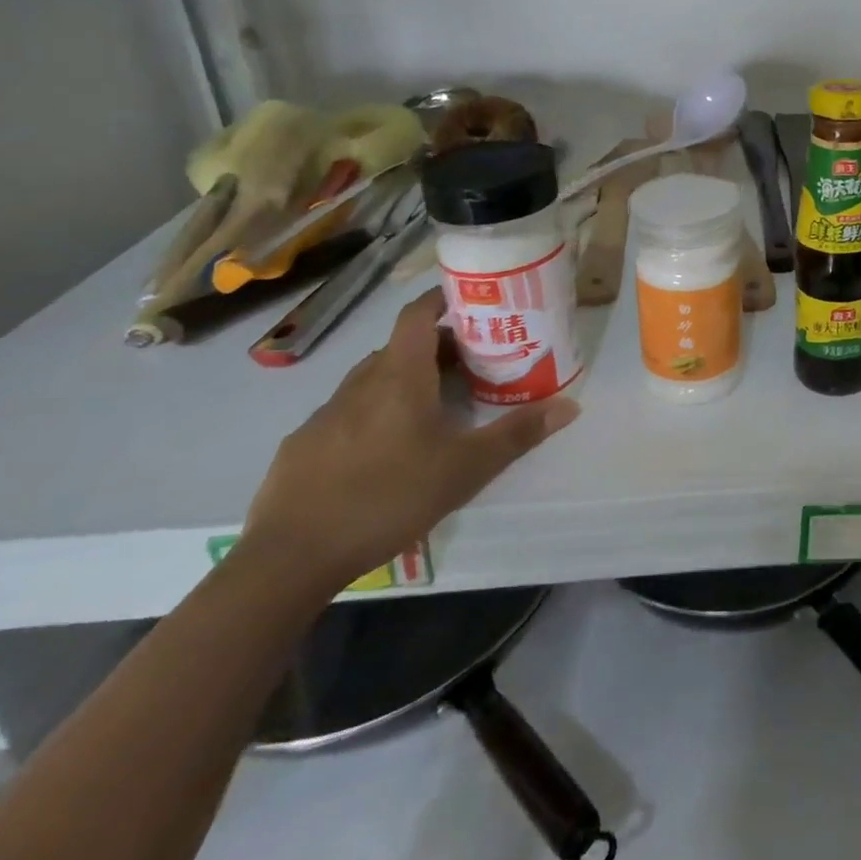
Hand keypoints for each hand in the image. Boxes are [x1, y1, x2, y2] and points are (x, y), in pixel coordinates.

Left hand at [241, 289, 577, 591]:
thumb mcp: (467, 468)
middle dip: (436, 348)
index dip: (441, 300)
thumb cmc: (389, 497)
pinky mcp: (301, 447)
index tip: (471, 300)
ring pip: (372, 382)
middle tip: (473, 362)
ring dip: (405, 381)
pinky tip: (387, 451)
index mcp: (399, 377)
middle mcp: (358, 385)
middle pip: (400, 348)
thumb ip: (518, 433)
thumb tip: (572, 404)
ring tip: (436, 405)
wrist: (288, 559)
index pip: (417, 316)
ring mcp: (324, 416)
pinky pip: (347, 414)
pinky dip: (374, 414)